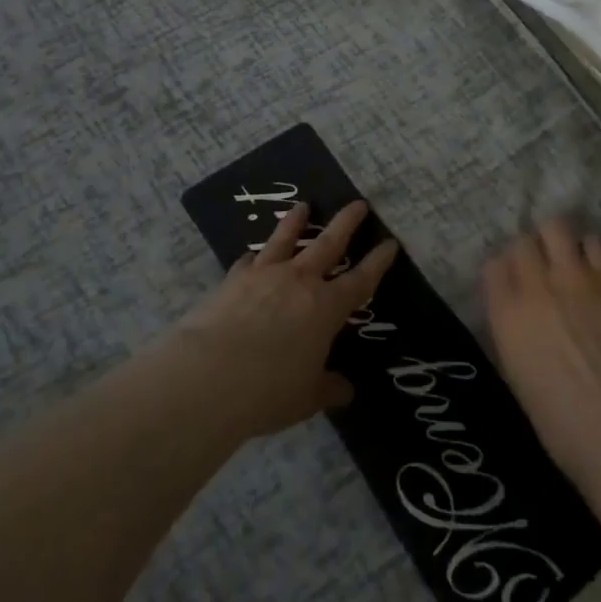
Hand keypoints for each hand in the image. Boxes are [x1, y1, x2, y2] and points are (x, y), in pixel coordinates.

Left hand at [171, 201, 398, 437]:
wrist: (210, 375)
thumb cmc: (269, 390)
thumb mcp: (306, 398)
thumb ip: (327, 389)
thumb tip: (345, 390)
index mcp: (326, 308)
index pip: (361, 281)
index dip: (378, 262)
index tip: (390, 243)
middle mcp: (300, 281)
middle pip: (328, 244)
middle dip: (346, 223)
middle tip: (358, 203)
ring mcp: (265, 275)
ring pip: (285, 239)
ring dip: (295, 222)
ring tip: (302, 206)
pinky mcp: (234, 279)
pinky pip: (248, 261)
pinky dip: (254, 257)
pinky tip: (251, 255)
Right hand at [484, 220, 600, 486]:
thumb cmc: (559, 422)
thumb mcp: (517, 374)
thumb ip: (513, 331)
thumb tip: (519, 314)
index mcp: (505, 314)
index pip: (493, 266)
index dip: (504, 273)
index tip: (513, 284)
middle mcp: (534, 285)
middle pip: (523, 241)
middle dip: (530, 252)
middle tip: (542, 270)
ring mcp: (573, 277)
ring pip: (556, 227)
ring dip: (558, 241)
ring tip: (568, 260)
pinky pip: (596, 243)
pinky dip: (592, 251)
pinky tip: (597, 270)